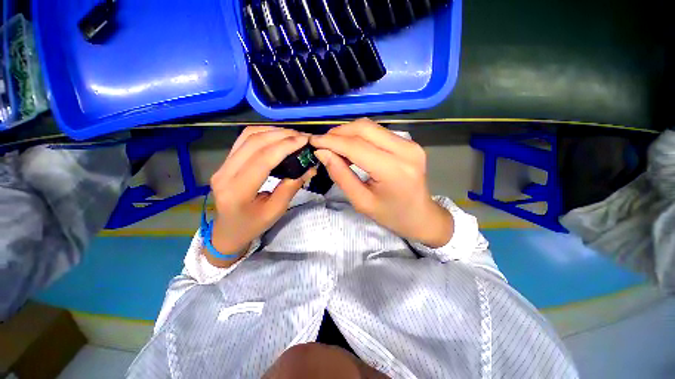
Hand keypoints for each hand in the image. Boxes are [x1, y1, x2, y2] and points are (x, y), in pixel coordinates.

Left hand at [208, 127, 313, 266]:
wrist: (227, 231)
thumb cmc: (252, 225)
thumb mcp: (276, 210)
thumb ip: (291, 187)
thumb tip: (310, 168)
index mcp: (237, 191)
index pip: (263, 159)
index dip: (286, 146)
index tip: (305, 140)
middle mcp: (224, 173)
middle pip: (254, 142)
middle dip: (282, 135)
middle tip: (302, 136)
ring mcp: (222, 165)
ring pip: (248, 136)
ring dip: (272, 132)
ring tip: (292, 135)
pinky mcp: (225, 162)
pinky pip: (244, 140)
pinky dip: (263, 134)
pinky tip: (277, 137)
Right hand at [310, 119, 452, 247]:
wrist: (421, 216)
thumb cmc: (391, 216)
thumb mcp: (361, 201)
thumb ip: (341, 175)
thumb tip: (322, 153)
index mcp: (393, 170)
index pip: (356, 146)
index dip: (331, 142)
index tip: (312, 142)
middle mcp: (405, 150)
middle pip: (364, 128)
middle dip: (338, 133)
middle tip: (322, 143)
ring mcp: (410, 144)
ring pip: (371, 126)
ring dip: (348, 132)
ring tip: (334, 145)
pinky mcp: (409, 143)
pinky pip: (378, 132)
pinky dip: (360, 135)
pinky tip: (350, 146)